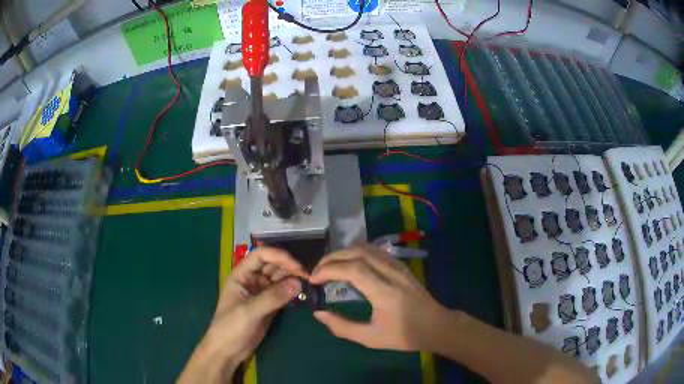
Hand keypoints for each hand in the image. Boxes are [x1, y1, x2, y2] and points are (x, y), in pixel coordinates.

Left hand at [178, 247, 307, 383]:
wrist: (227, 350)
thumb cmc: (231, 327)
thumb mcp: (249, 311)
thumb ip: (273, 297)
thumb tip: (298, 283)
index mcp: (241, 275)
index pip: (261, 255)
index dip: (279, 256)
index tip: (297, 266)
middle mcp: (252, 280)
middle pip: (273, 265)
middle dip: (289, 267)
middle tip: (308, 277)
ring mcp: (261, 293)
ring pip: (279, 278)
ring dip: (292, 279)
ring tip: (309, 285)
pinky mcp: (269, 305)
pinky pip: (283, 293)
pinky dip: (292, 291)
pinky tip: (303, 294)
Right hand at [309, 245, 448, 351]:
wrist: (436, 326)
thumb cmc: (404, 335)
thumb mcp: (370, 338)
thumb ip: (342, 326)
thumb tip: (318, 313)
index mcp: (384, 291)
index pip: (351, 269)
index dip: (328, 270)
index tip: (313, 280)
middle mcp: (391, 273)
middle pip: (357, 252)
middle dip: (332, 258)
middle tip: (317, 271)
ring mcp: (398, 266)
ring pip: (366, 248)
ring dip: (344, 253)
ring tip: (329, 267)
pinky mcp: (401, 266)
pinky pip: (375, 251)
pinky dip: (357, 253)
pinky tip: (350, 264)